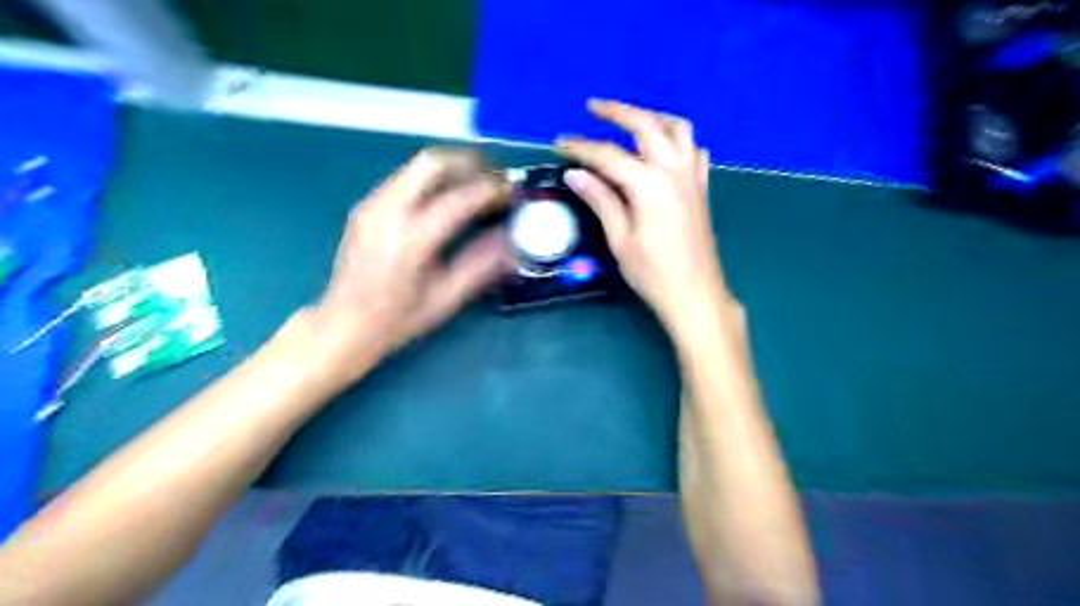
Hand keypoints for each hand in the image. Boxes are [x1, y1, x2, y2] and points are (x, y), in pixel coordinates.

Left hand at [298, 150, 510, 385]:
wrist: (343, 323)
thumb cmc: (398, 318)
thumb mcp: (446, 298)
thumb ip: (480, 265)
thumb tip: (510, 239)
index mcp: (412, 239)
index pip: (460, 198)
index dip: (492, 190)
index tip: (512, 194)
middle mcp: (389, 211)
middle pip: (433, 163)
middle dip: (470, 163)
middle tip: (495, 179)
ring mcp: (373, 204)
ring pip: (417, 164)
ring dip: (452, 168)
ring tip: (476, 185)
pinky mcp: (366, 205)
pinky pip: (406, 177)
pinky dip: (433, 179)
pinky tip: (447, 198)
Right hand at [557, 97, 724, 329]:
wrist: (696, 294)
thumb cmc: (653, 273)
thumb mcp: (620, 239)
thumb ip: (601, 200)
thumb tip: (576, 173)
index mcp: (649, 185)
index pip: (608, 156)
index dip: (581, 147)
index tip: (559, 143)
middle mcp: (674, 170)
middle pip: (646, 125)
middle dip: (617, 112)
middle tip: (593, 107)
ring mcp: (692, 176)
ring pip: (678, 129)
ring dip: (652, 118)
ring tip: (631, 121)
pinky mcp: (701, 187)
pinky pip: (694, 149)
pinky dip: (678, 139)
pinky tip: (664, 150)